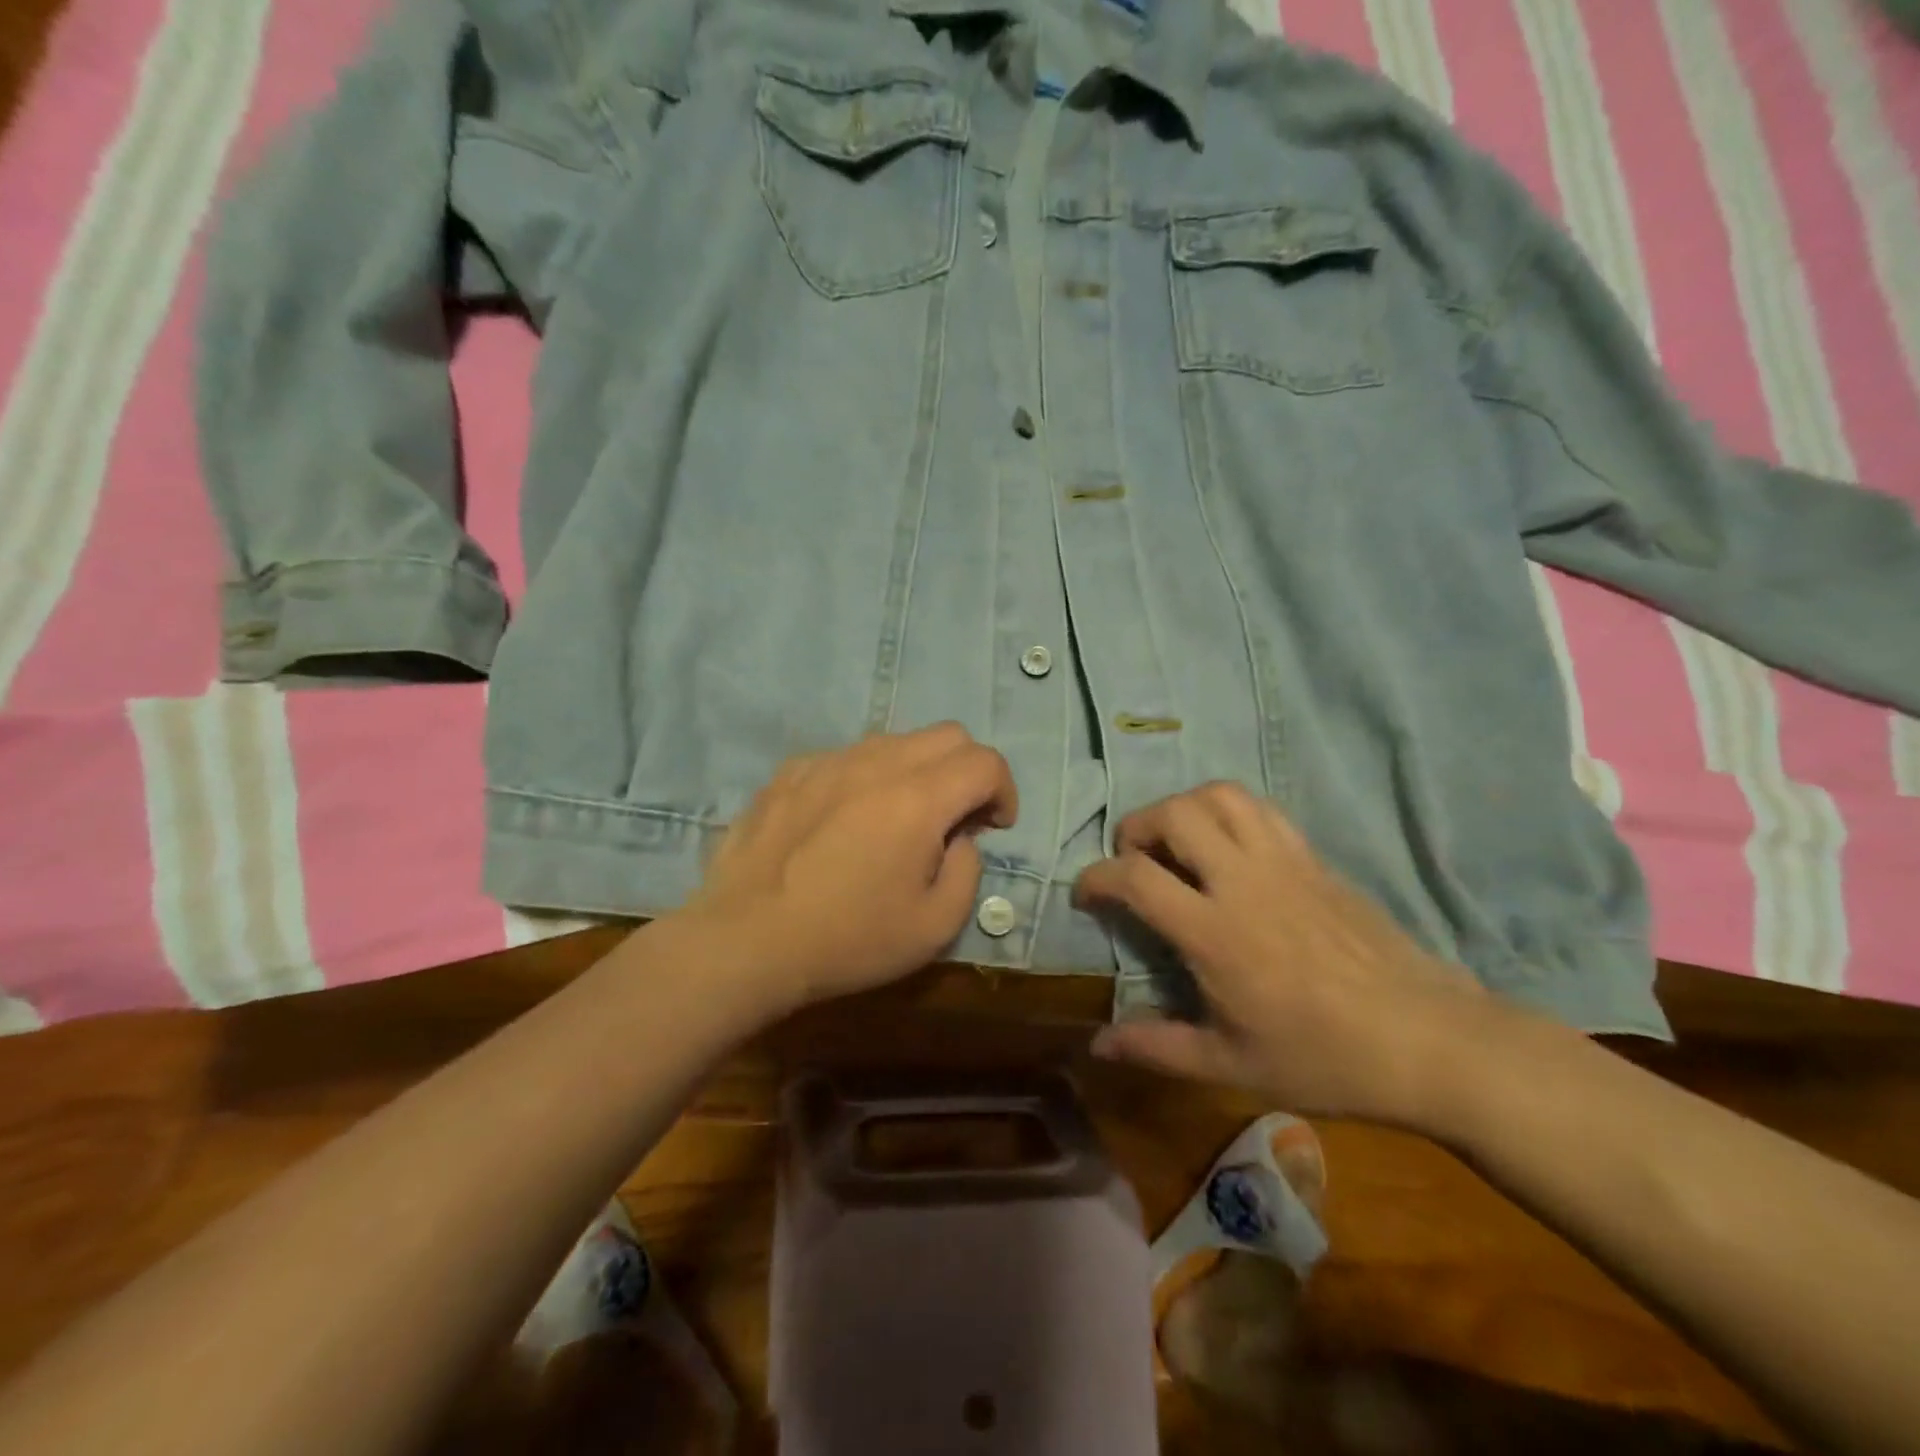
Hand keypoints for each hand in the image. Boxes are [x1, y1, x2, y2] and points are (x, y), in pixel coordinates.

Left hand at [682, 725, 1017, 1012]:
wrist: (745, 941)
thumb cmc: (848, 940)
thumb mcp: (934, 927)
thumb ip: (966, 871)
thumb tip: (959, 838)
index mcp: (918, 799)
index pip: (985, 762)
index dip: (1004, 791)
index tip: (994, 827)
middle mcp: (876, 763)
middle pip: (947, 735)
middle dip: (968, 771)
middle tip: (956, 819)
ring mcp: (828, 761)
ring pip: (895, 741)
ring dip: (917, 771)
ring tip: (898, 820)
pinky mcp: (791, 771)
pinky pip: (847, 757)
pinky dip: (866, 778)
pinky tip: (845, 821)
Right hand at [1073, 782, 1494, 1125]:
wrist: (1427, 1040)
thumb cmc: (1323, 1058)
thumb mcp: (1230, 1065)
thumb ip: (1157, 1047)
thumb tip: (1097, 1044)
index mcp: (1215, 932)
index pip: (1136, 877)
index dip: (1096, 877)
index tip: (1085, 893)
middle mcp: (1243, 881)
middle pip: (1174, 815)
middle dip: (1136, 827)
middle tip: (1132, 860)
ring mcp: (1283, 861)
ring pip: (1220, 796)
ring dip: (1183, 808)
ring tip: (1176, 843)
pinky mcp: (1314, 858)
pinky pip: (1260, 810)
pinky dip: (1227, 812)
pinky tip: (1227, 847)